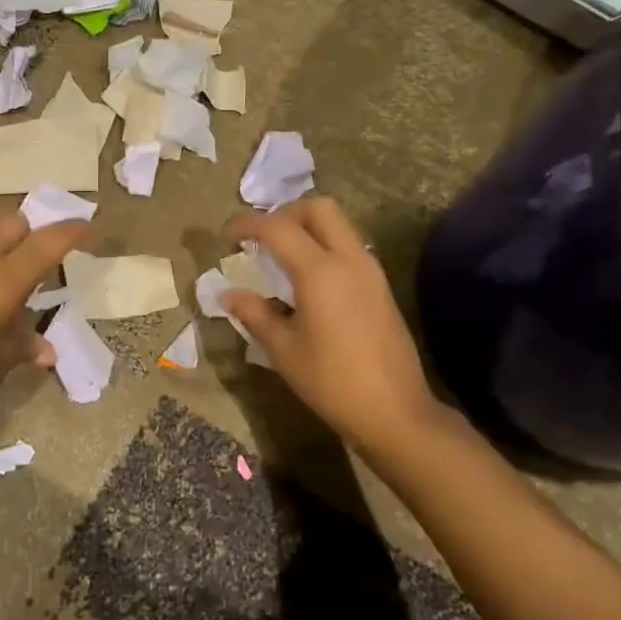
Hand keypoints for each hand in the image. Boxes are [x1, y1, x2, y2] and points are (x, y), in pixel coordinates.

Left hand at [0, 212, 88, 427]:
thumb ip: (23, 348)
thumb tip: (47, 350)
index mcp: (2, 281)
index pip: (46, 242)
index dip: (71, 231)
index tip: (88, 228)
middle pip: (13, 224)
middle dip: (35, 231)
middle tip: (47, 257)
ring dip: (5, 251)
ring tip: (12, 289)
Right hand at [221, 198, 446, 453]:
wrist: (394, 411)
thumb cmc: (331, 382)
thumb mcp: (283, 350)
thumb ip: (254, 313)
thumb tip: (228, 294)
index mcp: (320, 272)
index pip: (278, 228)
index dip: (247, 224)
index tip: (226, 235)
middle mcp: (349, 260)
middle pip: (319, 208)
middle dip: (285, 212)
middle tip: (262, 237)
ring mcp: (371, 271)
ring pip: (339, 225)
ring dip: (307, 228)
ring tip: (281, 256)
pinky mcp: (381, 286)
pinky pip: (349, 247)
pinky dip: (324, 246)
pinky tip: (307, 279)